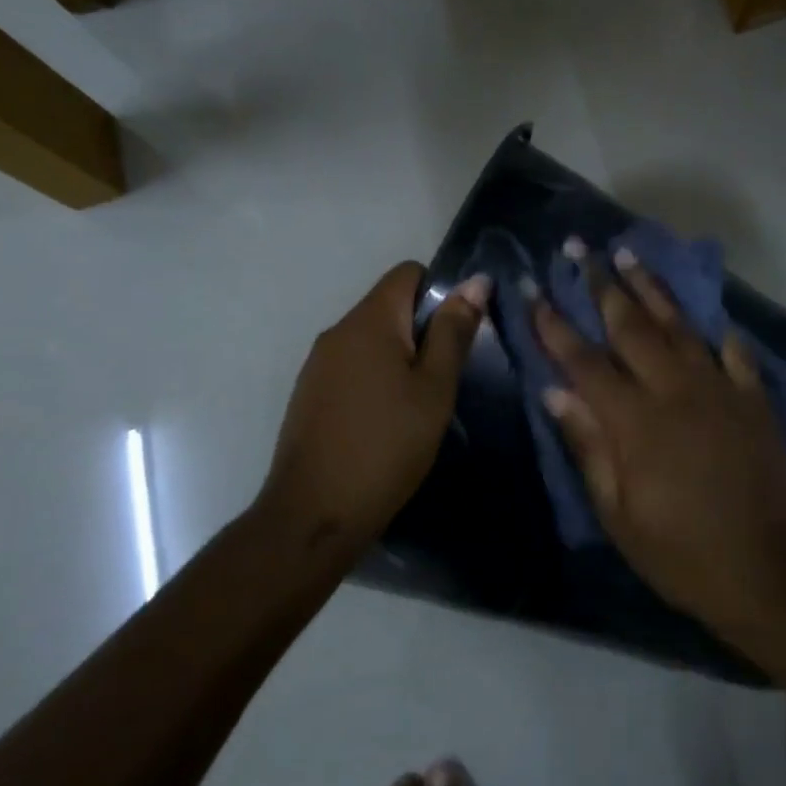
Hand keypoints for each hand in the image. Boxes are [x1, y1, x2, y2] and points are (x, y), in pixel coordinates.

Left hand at [261, 263, 488, 537]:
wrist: (314, 513)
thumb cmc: (387, 446)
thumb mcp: (434, 389)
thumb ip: (454, 332)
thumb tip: (476, 281)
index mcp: (369, 320)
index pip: (408, 272)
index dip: (441, 292)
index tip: (458, 336)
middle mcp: (337, 331)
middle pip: (389, 305)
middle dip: (422, 330)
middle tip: (445, 378)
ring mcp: (317, 363)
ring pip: (371, 339)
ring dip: (400, 357)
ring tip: (419, 404)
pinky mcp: (309, 393)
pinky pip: (352, 366)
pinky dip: (376, 379)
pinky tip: (386, 421)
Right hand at [532, 248, 785, 633]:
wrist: (766, 572)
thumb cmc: (679, 552)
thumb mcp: (617, 513)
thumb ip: (588, 445)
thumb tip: (554, 392)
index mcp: (634, 421)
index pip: (583, 360)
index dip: (553, 323)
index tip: (531, 288)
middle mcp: (675, 391)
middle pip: (630, 326)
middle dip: (601, 284)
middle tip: (580, 248)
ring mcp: (719, 390)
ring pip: (679, 326)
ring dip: (651, 288)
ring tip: (629, 254)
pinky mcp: (753, 400)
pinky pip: (733, 353)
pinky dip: (717, 333)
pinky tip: (707, 317)